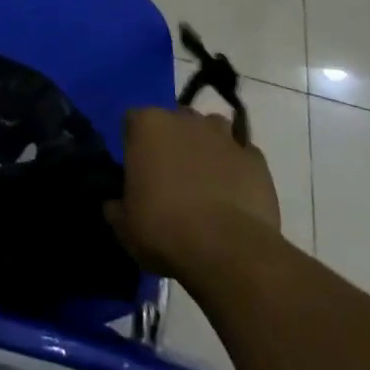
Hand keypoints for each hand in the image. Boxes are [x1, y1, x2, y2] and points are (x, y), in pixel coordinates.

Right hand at [104, 106, 281, 287]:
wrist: (228, 251)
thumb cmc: (164, 230)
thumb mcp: (124, 226)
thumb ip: (115, 207)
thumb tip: (114, 204)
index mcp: (147, 125)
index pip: (133, 121)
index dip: (135, 145)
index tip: (138, 172)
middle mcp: (184, 119)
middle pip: (175, 120)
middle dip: (173, 141)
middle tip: (172, 177)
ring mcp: (224, 136)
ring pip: (212, 129)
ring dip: (207, 147)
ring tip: (206, 182)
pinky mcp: (255, 158)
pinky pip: (242, 155)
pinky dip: (238, 168)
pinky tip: (235, 194)